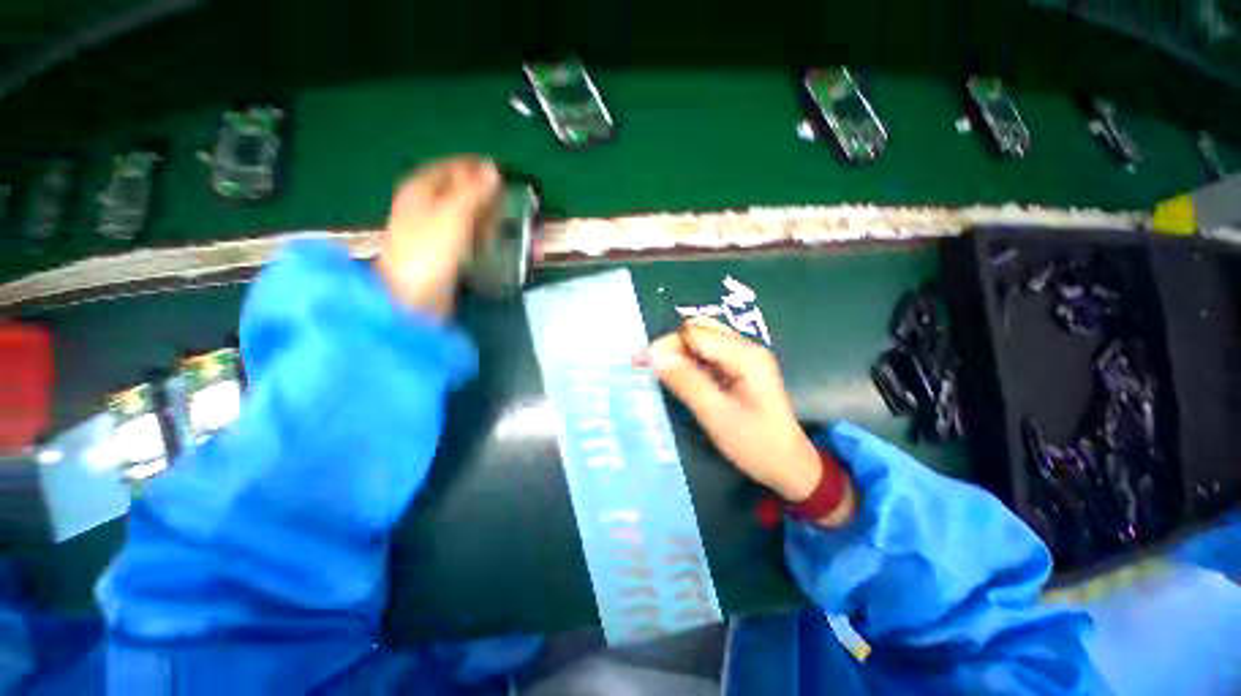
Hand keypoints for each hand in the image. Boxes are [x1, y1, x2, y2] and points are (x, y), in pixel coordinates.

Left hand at [376, 156, 500, 317]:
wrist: (412, 298)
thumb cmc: (429, 252)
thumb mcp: (452, 216)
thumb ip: (473, 192)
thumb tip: (493, 169)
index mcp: (419, 190)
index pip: (449, 167)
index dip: (473, 167)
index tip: (501, 171)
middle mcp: (422, 207)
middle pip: (454, 190)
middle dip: (480, 191)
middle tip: (506, 197)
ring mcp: (430, 232)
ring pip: (460, 213)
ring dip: (482, 213)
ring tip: (503, 217)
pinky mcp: (440, 253)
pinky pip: (462, 234)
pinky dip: (478, 233)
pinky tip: (490, 239)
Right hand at [643, 318, 854, 524]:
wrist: (790, 466)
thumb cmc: (756, 444)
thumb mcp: (717, 416)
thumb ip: (686, 383)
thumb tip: (654, 357)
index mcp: (744, 355)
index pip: (695, 333)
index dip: (666, 344)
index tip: (642, 363)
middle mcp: (745, 348)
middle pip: (699, 329)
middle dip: (671, 345)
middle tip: (650, 367)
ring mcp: (744, 357)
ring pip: (702, 340)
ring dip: (678, 352)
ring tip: (658, 372)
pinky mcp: (740, 369)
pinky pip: (708, 355)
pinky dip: (689, 361)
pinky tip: (678, 377)